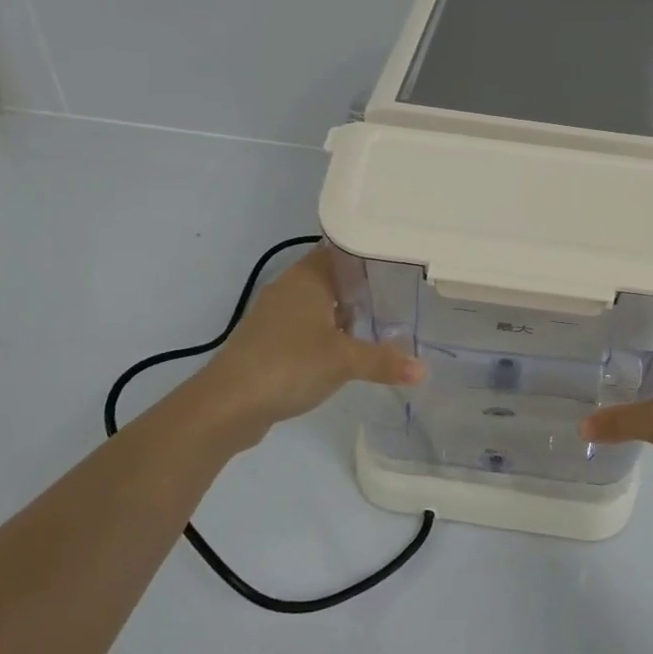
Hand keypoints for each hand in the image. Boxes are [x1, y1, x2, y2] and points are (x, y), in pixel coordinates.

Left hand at [185, 248, 423, 449]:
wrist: (228, 404)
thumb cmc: (289, 364)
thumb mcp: (344, 361)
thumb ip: (384, 361)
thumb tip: (424, 369)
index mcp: (307, 277)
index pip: (343, 249)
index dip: (371, 253)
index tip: (401, 259)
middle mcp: (290, 288)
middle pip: (334, 277)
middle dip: (364, 286)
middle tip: (402, 293)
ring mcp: (276, 315)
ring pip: (320, 303)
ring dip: (345, 313)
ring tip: (383, 321)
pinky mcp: (269, 341)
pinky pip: (307, 326)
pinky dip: (328, 333)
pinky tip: (349, 350)